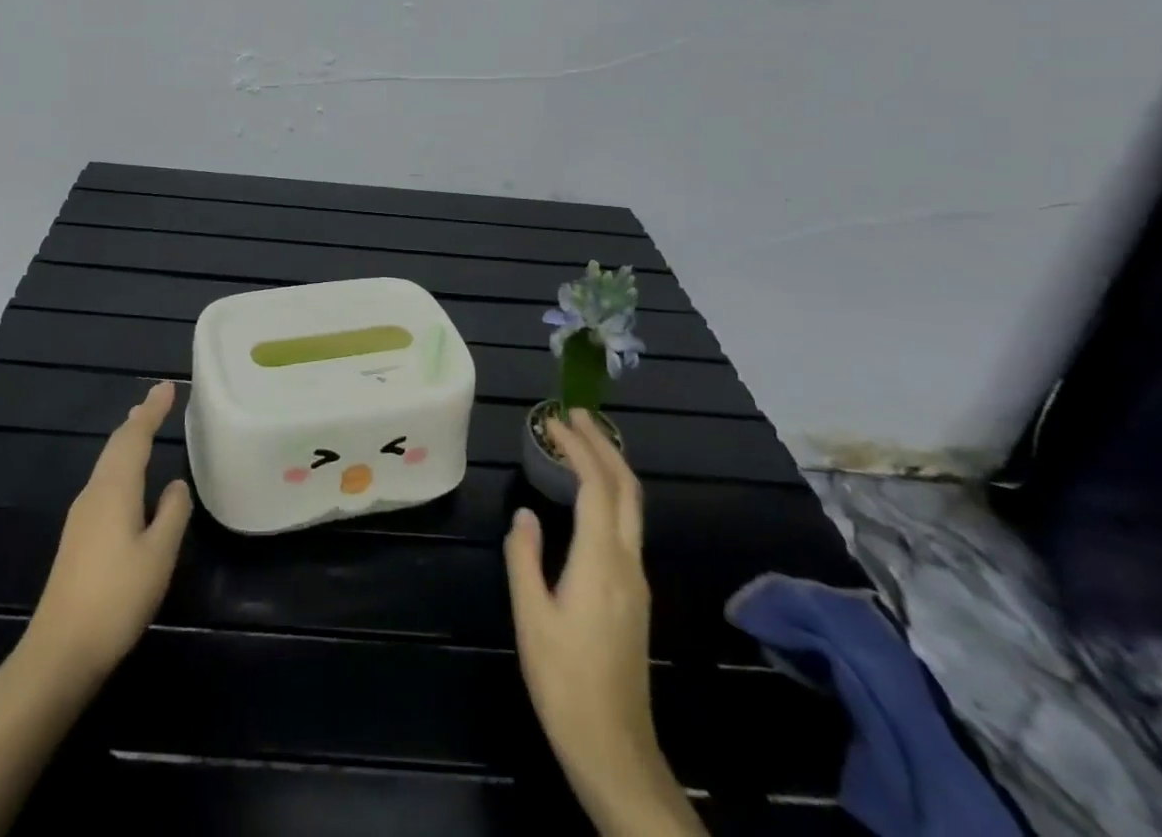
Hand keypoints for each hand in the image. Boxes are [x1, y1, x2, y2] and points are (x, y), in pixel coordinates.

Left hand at [27, 380, 191, 683]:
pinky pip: (104, 482)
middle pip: (116, 446)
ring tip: (143, 426)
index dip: (152, 411)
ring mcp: (82, 516)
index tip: (167, 387)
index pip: (135, 437)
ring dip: (127, 441)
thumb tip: (176, 484)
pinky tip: (128, 478)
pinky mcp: (79, 537)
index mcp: (114, 489)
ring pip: (108, 464)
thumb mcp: (158, 554)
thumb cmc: (116, 598)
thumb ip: (172, 513)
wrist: (60, 651)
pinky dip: (120, 465)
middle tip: (157, 400)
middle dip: (138, 420)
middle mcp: (94, 494)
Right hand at [505, 410, 703, 836]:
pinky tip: (589, 495)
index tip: (555, 420)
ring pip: (632, 507)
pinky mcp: (634, 595)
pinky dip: (610, 493)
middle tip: (576, 415)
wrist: (613, 746)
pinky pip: (627, 525)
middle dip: (604, 445)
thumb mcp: (530, 616)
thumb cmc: (564, 680)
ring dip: (610, 467)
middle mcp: (627, 562)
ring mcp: (636, 580)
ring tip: (582, 443)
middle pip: (626, 489)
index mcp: (601, 561)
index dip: (578, 447)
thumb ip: (525, 558)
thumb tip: (525, 514)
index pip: (596, 486)